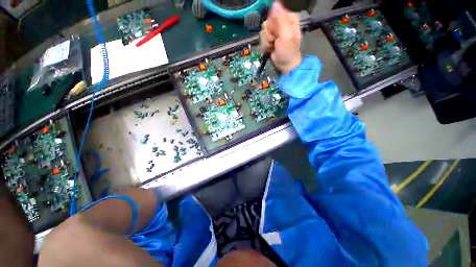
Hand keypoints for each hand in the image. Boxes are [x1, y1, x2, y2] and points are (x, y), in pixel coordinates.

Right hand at [260, 2, 301, 74]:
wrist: (285, 64)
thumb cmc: (288, 51)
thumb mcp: (286, 34)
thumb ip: (280, 19)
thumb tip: (274, 3)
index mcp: (288, 18)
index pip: (274, 14)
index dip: (273, 24)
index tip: (276, 32)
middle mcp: (281, 23)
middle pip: (267, 23)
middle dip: (269, 34)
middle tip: (275, 40)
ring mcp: (275, 32)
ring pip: (263, 31)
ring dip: (267, 41)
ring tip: (273, 46)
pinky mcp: (270, 39)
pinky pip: (262, 38)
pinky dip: (265, 45)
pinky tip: (271, 48)